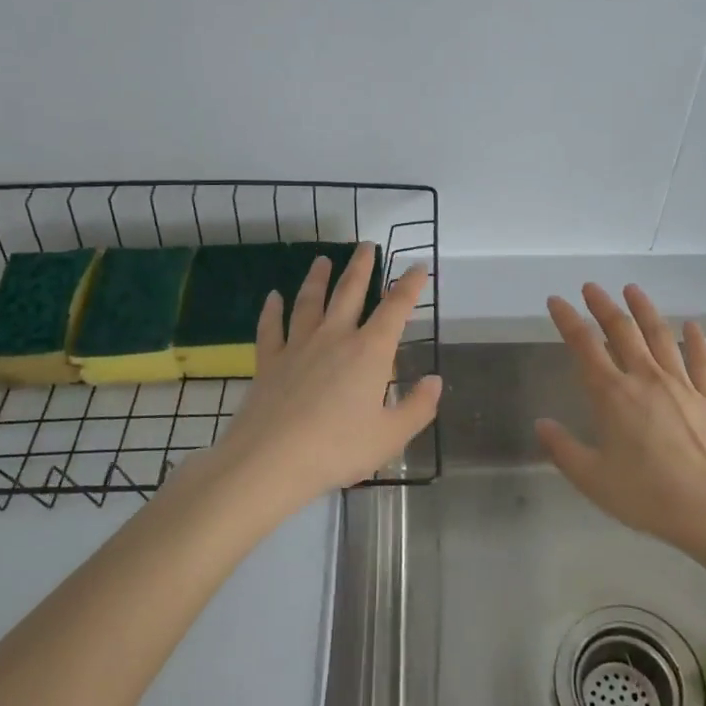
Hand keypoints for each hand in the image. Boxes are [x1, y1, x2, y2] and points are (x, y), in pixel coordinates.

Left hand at [206, 243, 440, 513]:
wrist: (271, 460)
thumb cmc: (338, 448)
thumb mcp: (390, 436)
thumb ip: (417, 407)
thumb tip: (435, 380)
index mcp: (369, 351)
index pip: (395, 308)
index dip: (409, 285)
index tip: (417, 267)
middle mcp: (335, 337)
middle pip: (349, 292)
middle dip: (361, 267)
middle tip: (366, 245)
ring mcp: (298, 346)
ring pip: (309, 302)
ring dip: (317, 279)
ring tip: (322, 260)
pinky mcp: (269, 361)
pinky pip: (271, 327)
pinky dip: (272, 310)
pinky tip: (273, 297)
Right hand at [536, 283, 705, 547]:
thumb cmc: (647, 496)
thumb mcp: (593, 479)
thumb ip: (563, 449)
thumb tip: (541, 424)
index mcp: (612, 395)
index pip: (584, 346)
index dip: (567, 320)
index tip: (556, 300)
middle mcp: (645, 379)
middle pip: (622, 331)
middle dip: (603, 306)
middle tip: (591, 287)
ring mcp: (682, 386)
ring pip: (660, 336)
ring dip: (644, 310)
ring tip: (633, 290)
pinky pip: (702, 362)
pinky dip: (696, 340)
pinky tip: (691, 325)